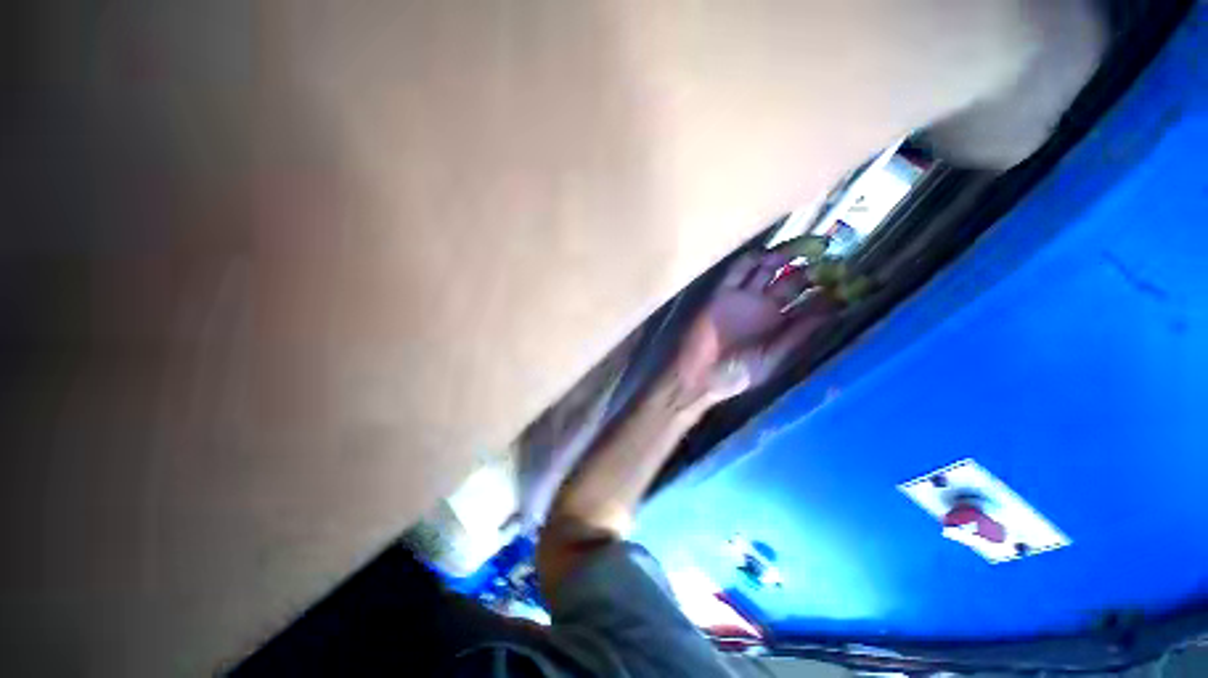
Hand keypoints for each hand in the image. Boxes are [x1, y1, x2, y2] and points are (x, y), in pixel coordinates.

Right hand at [674, 251, 837, 402]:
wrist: (699, 375)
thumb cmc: (736, 374)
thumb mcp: (773, 359)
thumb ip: (797, 336)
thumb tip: (830, 312)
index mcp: (781, 325)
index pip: (808, 302)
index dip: (828, 292)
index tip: (850, 278)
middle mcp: (765, 307)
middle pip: (791, 280)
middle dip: (811, 268)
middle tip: (833, 253)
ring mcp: (743, 298)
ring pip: (766, 270)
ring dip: (785, 257)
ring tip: (808, 246)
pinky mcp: (722, 293)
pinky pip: (737, 272)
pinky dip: (750, 261)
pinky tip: (768, 254)